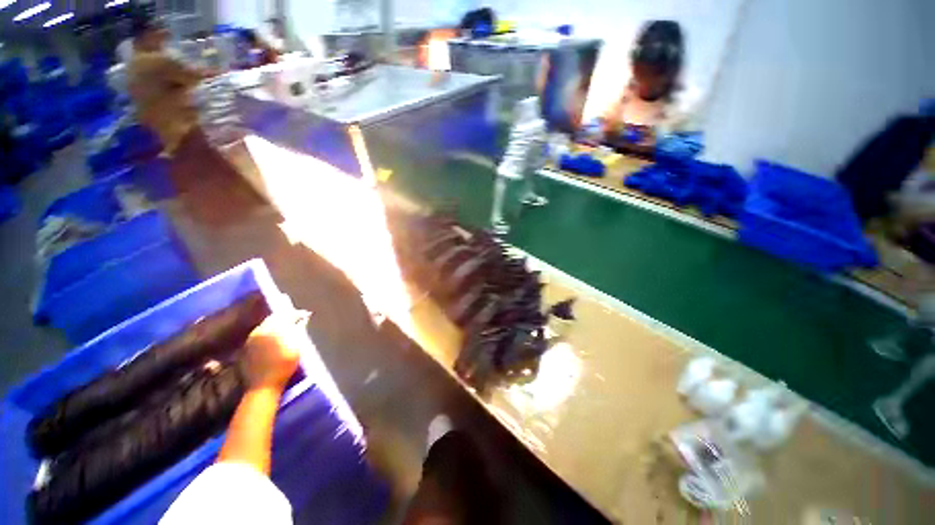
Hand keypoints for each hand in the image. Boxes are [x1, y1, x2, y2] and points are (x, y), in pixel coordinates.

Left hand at [242, 314, 304, 390]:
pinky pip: (259, 332)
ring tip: (287, 327)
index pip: (287, 315)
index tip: (307, 315)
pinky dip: (269, 331)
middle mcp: (259, 330)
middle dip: (287, 317)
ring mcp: (251, 338)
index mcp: (273, 329)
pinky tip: (275, 337)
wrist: (262, 386)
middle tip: (298, 320)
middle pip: (275, 317)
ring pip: (266, 324)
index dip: (298, 314)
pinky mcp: (246, 346)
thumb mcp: (297, 348)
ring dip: (277, 323)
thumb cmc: (284, 367)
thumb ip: (299, 330)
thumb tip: (303, 319)